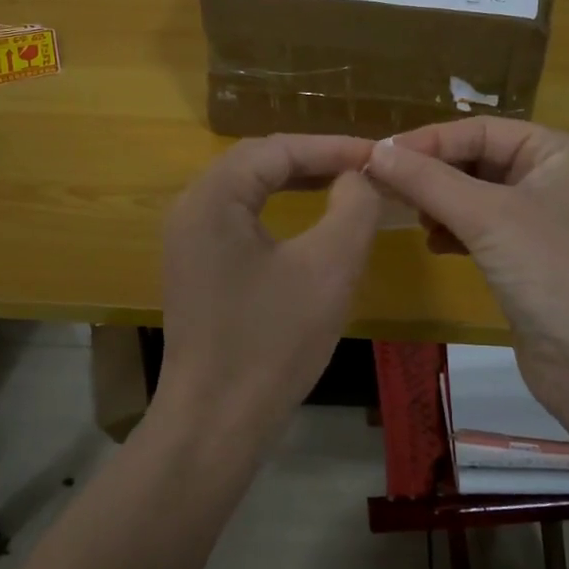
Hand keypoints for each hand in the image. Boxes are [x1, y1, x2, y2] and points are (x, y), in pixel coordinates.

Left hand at [158, 135, 381, 452]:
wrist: (216, 422)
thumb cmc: (273, 342)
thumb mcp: (329, 267)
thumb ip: (353, 206)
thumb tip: (359, 176)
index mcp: (213, 197)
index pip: (278, 149)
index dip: (333, 147)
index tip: (380, 154)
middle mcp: (191, 207)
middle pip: (258, 161)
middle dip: (314, 159)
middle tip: (365, 167)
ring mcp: (187, 238)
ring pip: (248, 188)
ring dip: (296, 181)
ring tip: (345, 183)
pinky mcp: (195, 265)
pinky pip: (239, 218)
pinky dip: (277, 209)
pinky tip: (308, 219)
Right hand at [366, 118, 568, 429]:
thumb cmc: (552, 270)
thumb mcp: (485, 216)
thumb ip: (426, 180)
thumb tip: (375, 152)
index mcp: (560, 153)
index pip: (482, 130)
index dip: (430, 140)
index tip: (379, 156)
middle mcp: (558, 180)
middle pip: (481, 161)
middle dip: (435, 174)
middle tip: (387, 188)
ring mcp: (548, 224)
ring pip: (480, 198)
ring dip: (443, 204)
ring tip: (415, 220)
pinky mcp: (536, 263)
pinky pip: (486, 233)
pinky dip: (457, 234)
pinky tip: (435, 246)